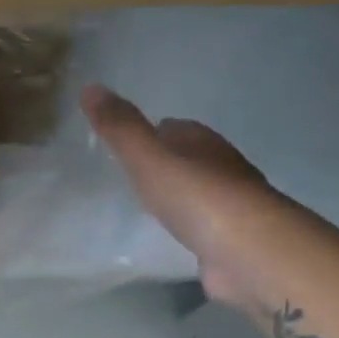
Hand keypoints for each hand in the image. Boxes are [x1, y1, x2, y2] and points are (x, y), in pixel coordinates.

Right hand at [81, 84, 277, 305]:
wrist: (249, 251)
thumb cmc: (196, 196)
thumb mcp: (148, 158)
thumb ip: (120, 127)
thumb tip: (90, 86)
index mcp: (202, 142)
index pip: (175, 127)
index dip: (151, 131)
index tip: (126, 141)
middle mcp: (221, 167)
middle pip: (189, 157)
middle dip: (166, 161)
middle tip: (133, 171)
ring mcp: (230, 205)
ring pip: (198, 190)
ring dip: (179, 193)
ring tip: (149, 202)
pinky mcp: (232, 238)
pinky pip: (204, 224)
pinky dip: (190, 224)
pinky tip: (176, 232)